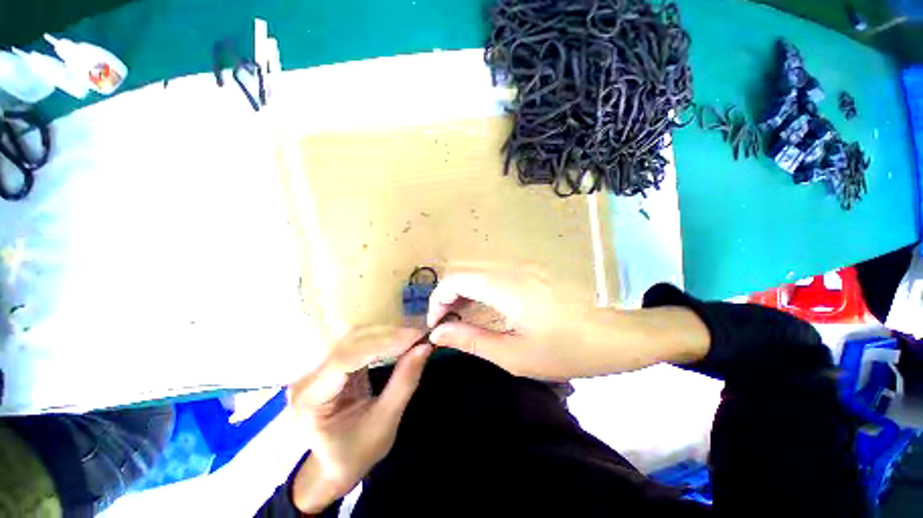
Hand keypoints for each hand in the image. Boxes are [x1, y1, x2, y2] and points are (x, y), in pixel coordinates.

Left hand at [288, 326, 430, 513]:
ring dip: (387, 335)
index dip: (382, 344)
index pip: (346, 359)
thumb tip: (425, 347)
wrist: (335, 466)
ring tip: (413, 336)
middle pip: (350, 343)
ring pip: (356, 338)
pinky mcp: (333, 363)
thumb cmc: (356, 453)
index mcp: (311, 399)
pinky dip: (383, 340)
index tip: (414, 337)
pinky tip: (400, 340)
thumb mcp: (384, 423)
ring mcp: (319, 368)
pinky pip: (360, 343)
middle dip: (388, 336)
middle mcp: (309, 377)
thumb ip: (404, 382)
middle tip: (419, 335)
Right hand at [426, 264, 602, 379]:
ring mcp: (523, 266)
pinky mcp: (531, 270)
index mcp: (506, 287)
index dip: (438, 299)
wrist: (619, 334)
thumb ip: (472, 341)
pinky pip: (494, 274)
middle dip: (448, 296)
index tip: (437, 324)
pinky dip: (480, 289)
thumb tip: (438, 333)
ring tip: (463, 319)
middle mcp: (511, 268)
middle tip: (448, 324)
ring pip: (478, 271)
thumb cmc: (569, 351)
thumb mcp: (516, 356)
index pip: (455, 278)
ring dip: (464, 292)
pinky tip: (485, 308)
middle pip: (463, 271)